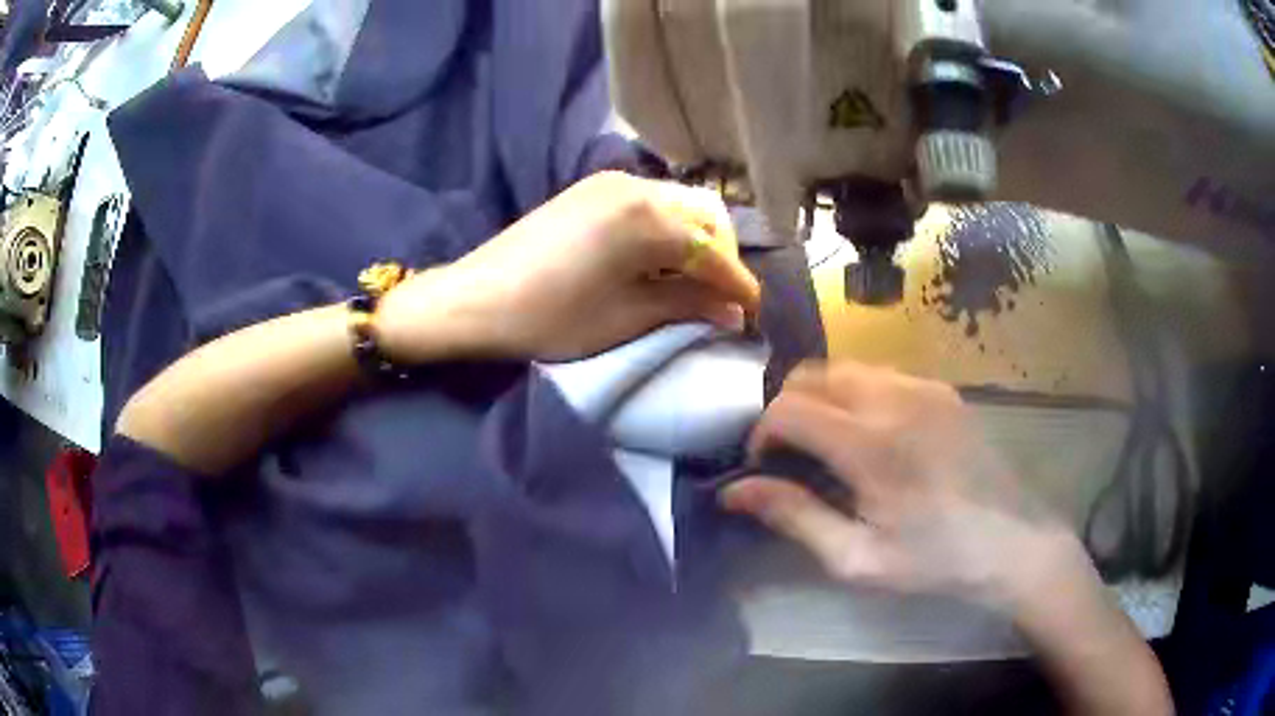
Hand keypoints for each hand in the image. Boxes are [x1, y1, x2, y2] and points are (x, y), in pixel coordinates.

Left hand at [376, 171, 760, 362]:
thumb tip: (733, 311)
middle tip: (723, 297)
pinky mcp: (591, 188)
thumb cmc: (550, 317)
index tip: (755, 314)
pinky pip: (651, 202)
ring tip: (694, 282)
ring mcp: (611, 182)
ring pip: (680, 204)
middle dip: (724, 256)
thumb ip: (688, 305)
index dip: (740, 285)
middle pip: (707, 215)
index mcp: (649, 219)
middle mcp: (637, 186)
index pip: (715, 252)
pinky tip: (660, 259)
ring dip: (698, 240)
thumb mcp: (627, 317)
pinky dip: (668, 229)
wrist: (475, 299)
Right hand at [722, 361, 1085, 612]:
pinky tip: (874, 439)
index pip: (788, 409)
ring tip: (831, 447)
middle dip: (789, 409)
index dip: (762, 435)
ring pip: (847, 369)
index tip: (764, 469)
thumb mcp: (858, 558)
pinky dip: (859, 396)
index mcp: (871, 445)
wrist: (1013, 542)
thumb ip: (795, 517)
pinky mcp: (943, 391)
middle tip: (794, 457)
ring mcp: (924, 388)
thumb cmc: (934, 560)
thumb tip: (733, 491)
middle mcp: (894, 399)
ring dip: (823, 399)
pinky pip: (883, 376)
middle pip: (813, 374)